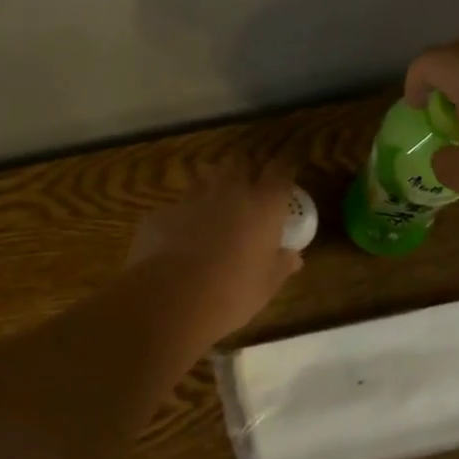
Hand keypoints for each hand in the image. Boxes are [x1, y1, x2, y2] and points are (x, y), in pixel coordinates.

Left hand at [127, 159, 304, 346]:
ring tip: (214, 201)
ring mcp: (194, 197)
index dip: (285, 165)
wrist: (173, 299)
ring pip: (206, 175)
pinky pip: (178, 205)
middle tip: (249, 180)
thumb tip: (294, 257)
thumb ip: (282, 265)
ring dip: (212, 183)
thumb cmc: (234, 291)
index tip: (287, 167)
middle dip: (246, 165)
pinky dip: (184, 214)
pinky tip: (181, 234)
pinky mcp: (164, 212)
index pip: (280, 169)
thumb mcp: (267, 284)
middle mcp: (231, 191)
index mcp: (264, 204)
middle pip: (240, 160)